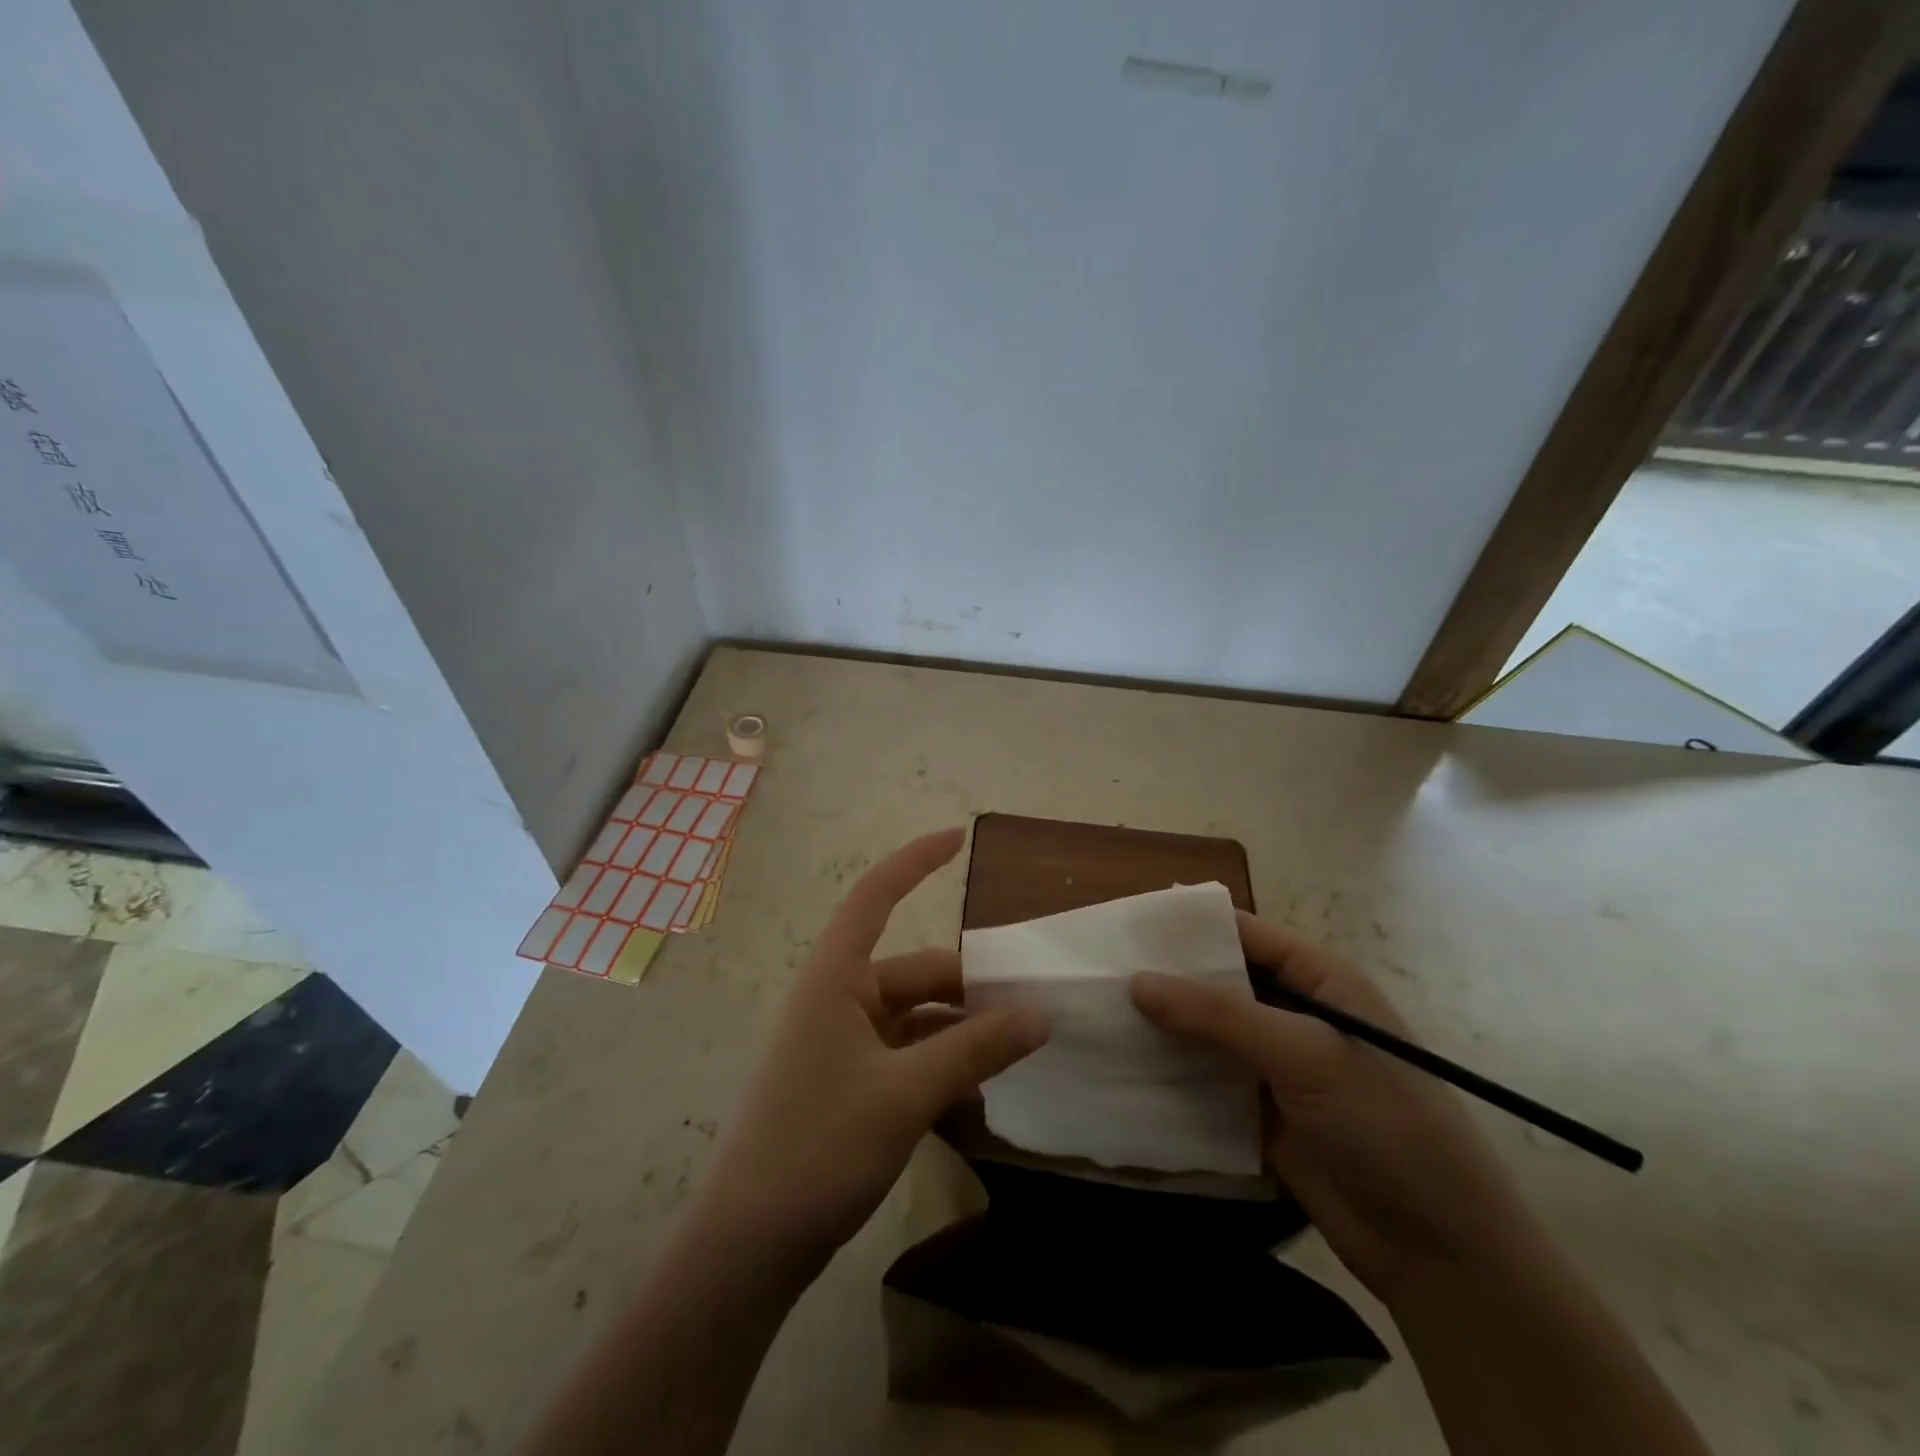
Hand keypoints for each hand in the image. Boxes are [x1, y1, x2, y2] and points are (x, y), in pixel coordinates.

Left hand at [697, 828, 1048, 1281]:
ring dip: (962, 1033)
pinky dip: (943, 1065)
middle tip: (1033, 1011)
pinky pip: (908, 1055)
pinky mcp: (849, 1083)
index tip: (957, 836)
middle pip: (917, 973)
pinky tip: (979, 1093)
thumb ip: (975, 1050)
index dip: (914, 861)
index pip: (875, 897)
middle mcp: (839, 999)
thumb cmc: (817, 1147)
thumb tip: (1040, 1016)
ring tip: (1017, 1055)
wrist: (749, 1246)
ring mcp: (843, 1044)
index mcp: (835, 979)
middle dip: (971, 987)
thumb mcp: (905, 1094)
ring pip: (918, 1019)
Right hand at [1132, 912, 1540, 1303]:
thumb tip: (1137, 981)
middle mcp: (1293, 1012)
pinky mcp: (1258, 1111)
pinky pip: (1205, 1079)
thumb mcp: (1306, 1055)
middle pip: (1218, 981)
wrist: (1439, 1251)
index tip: (1125, 925)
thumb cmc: (1386, 1126)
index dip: (1188, 927)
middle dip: (1165, 977)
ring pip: (1205, 1031)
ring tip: (1096, 1012)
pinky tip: (1123, 1065)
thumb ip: (1220, 1016)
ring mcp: (1274, 1064)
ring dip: (1161, 1025)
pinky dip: (1170, 1071)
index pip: (1244, 933)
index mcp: (1319, 979)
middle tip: (1097, 970)